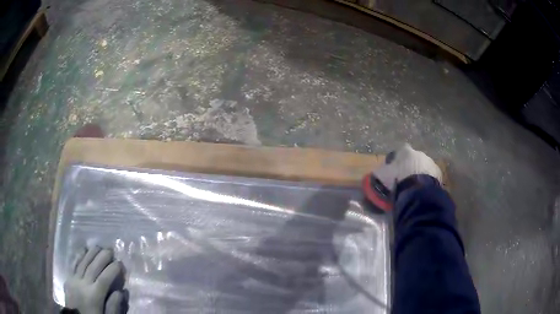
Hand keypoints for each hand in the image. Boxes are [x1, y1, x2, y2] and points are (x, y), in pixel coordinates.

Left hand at [64, 247, 125, 313]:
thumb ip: (113, 306)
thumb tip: (121, 292)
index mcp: (94, 296)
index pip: (104, 279)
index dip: (112, 270)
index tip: (120, 263)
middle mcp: (83, 284)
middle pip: (93, 267)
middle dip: (102, 257)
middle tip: (110, 249)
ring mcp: (74, 280)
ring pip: (83, 263)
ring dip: (91, 253)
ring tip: (99, 246)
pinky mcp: (68, 278)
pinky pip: (74, 264)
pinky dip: (79, 256)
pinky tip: (83, 249)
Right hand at [373, 143, 441, 190]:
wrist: (417, 190)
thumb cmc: (398, 179)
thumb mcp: (382, 175)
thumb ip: (379, 171)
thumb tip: (376, 171)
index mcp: (405, 151)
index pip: (400, 150)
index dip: (397, 159)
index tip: (395, 168)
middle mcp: (419, 153)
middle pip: (414, 158)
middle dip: (410, 166)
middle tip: (405, 179)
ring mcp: (430, 162)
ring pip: (424, 167)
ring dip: (420, 173)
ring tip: (415, 186)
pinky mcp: (438, 173)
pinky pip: (431, 176)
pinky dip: (428, 181)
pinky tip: (423, 190)